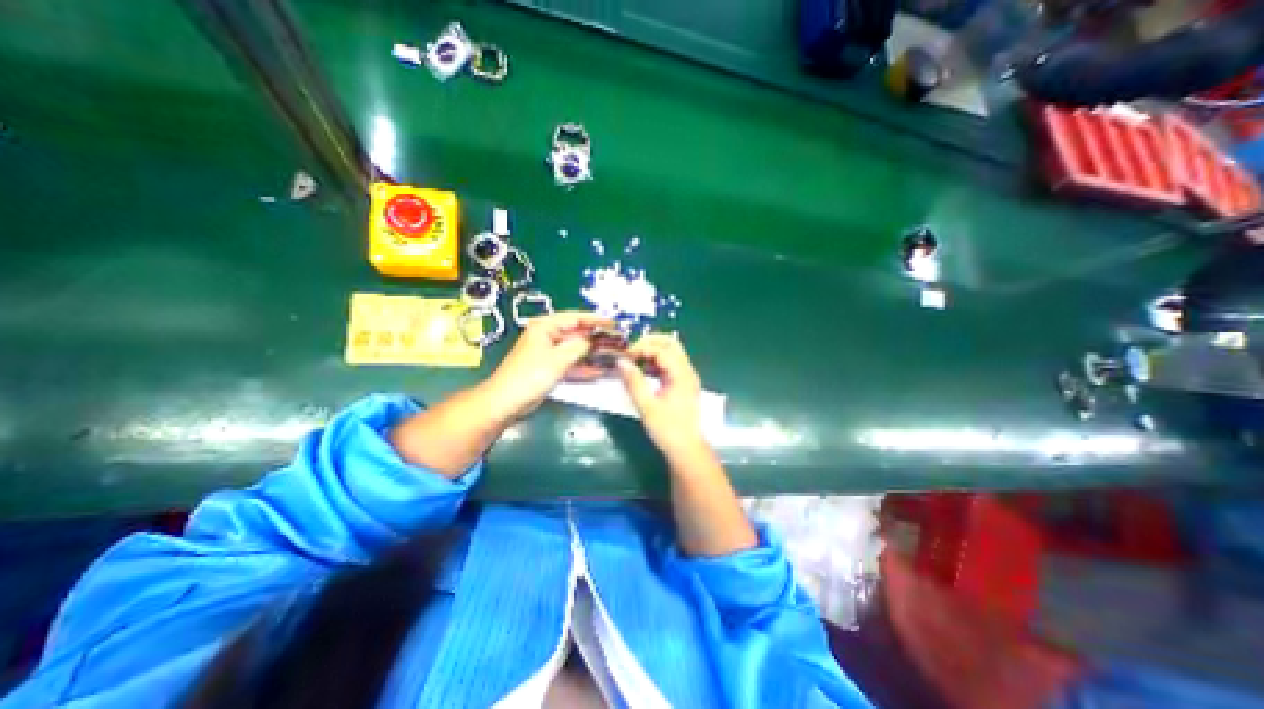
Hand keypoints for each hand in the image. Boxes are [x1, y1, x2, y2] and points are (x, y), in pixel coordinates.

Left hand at [483, 309, 609, 420]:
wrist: (506, 402)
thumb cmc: (530, 376)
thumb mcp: (558, 359)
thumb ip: (580, 346)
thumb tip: (596, 339)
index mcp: (545, 326)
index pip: (576, 318)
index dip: (597, 321)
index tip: (615, 324)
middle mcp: (548, 335)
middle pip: (577, 333)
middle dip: (597, 339)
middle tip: (617, 342)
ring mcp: (549, 352)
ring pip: (576, 349)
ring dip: (592, 354)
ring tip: (612, 356)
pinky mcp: (550, 367)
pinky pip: (571, 363)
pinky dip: (583, 366)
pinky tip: (599, 371)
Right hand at [615, 333, 707, 456]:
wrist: (687, 449)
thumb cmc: (668, 430)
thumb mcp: (647, 406)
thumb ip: (634, 382)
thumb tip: (620, 362)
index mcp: (681, 375)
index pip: (661, 349)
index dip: (641, 348)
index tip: (624, 357)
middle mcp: (687, 371)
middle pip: (670, 343)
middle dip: (649, 342)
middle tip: (630, 352)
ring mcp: (686, 376)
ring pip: (671, 351)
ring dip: (652, 351)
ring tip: (633, 360)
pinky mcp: (682, 383)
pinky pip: (670, 363)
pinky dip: (656, 361)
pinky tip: (643, 370)